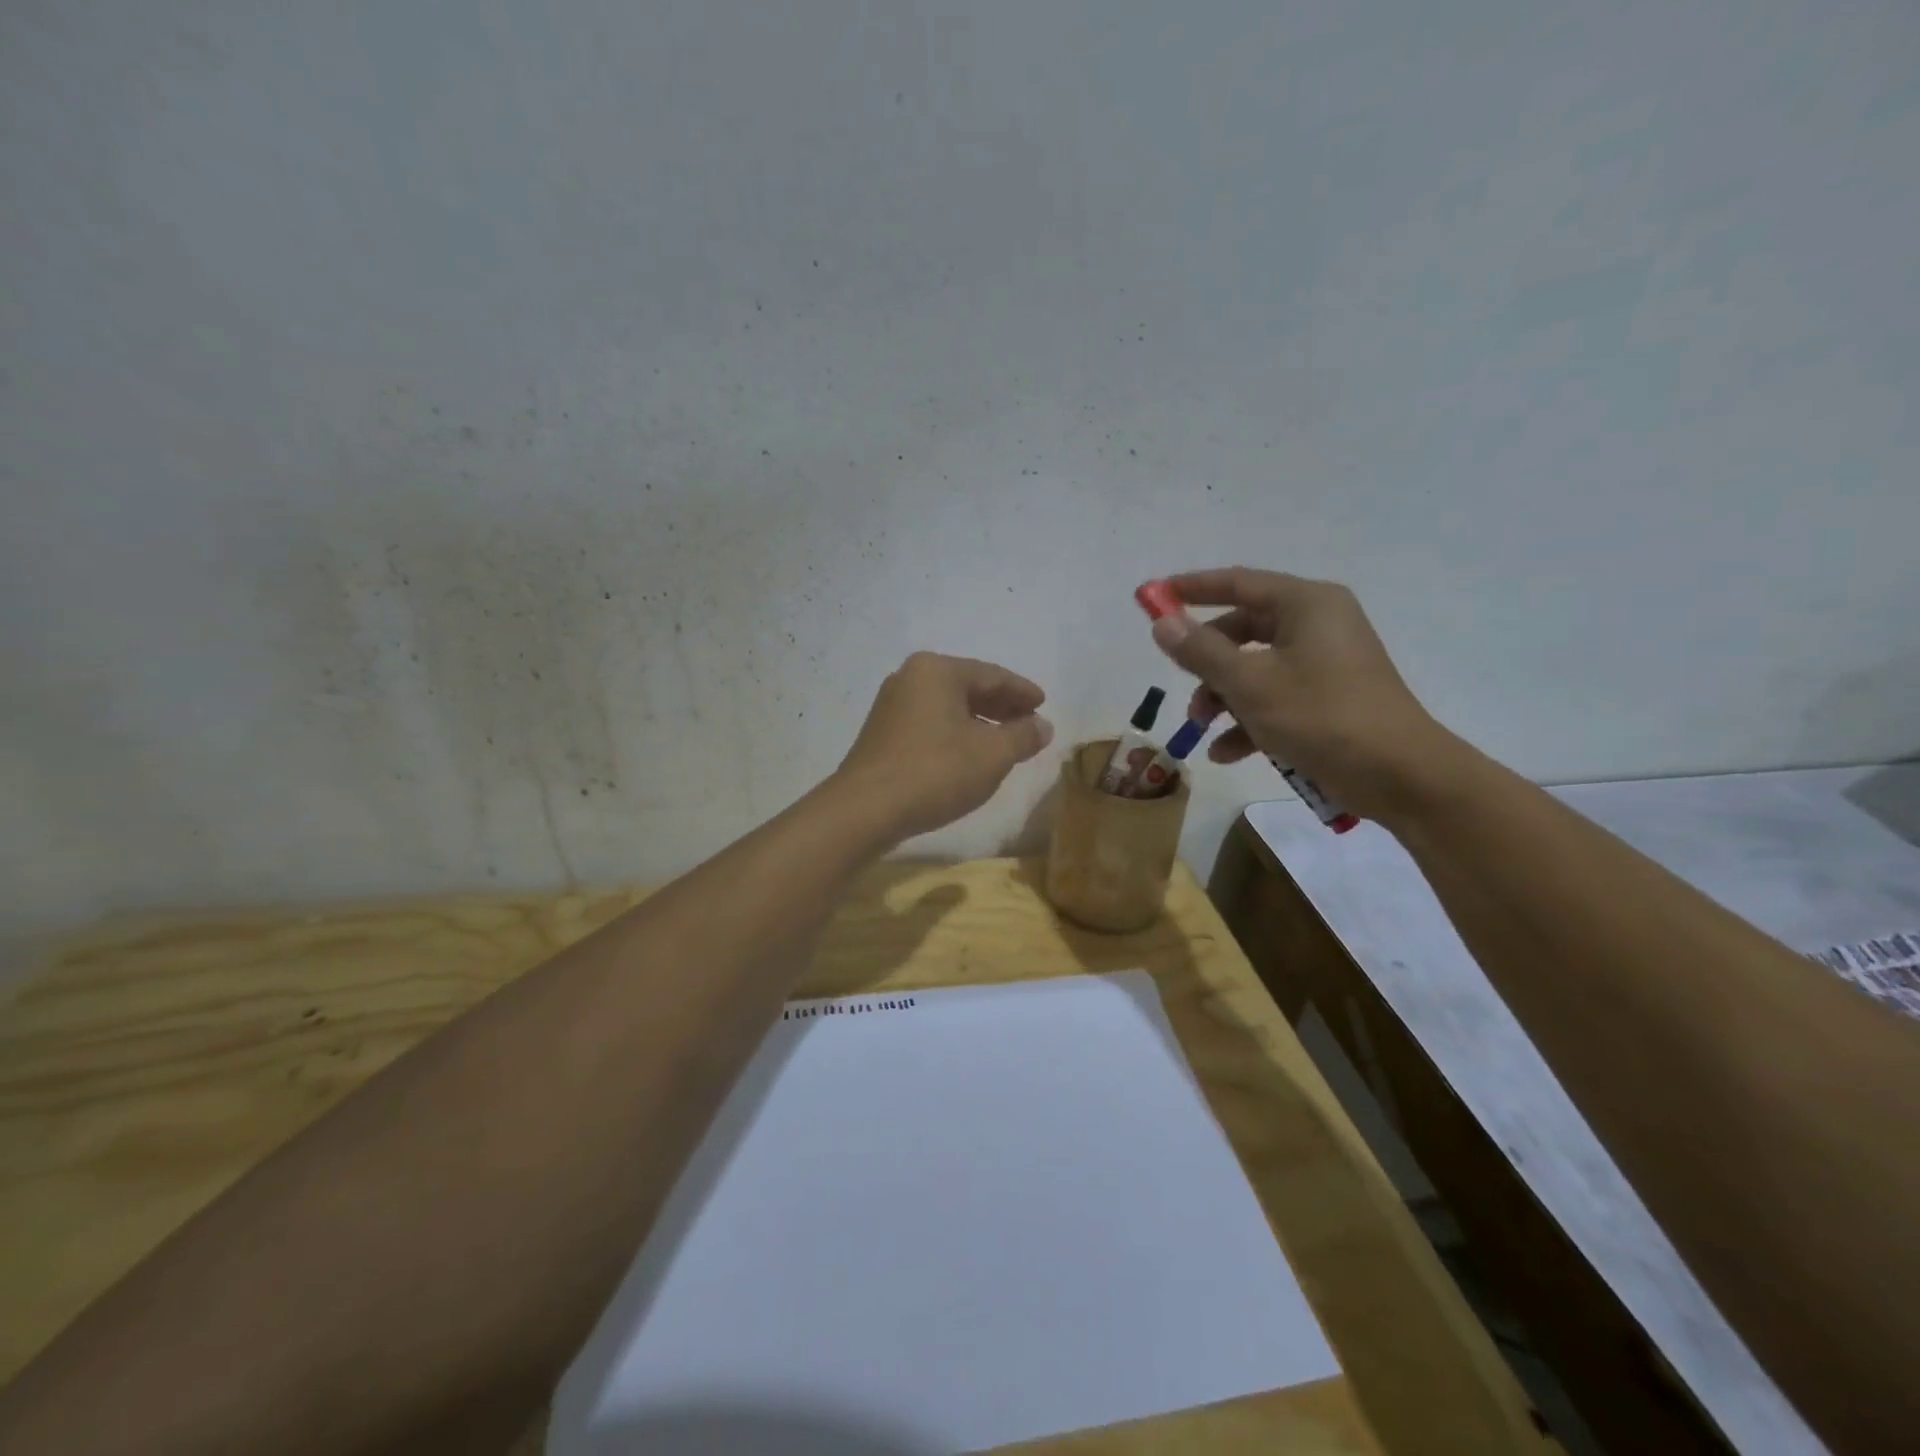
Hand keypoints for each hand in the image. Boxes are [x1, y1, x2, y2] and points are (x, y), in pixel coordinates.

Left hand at [834, 652, 1053, 841]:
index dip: (1022, 691)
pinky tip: (969, 755)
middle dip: (1001, 706)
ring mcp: (891, 705)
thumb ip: (1023, 735)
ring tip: (1005, 742)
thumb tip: (1042, 725)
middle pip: (967, 687)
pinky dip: (955, 733)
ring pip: (948, 707)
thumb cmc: (936, 772)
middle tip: (1029, 723)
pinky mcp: (882, 733)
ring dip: (979, 722)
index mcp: (937, 670)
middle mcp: (910, 678)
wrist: (866, 809)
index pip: (992, 675)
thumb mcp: (993, 755)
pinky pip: (930, 723)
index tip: (1043, 704)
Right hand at [1146, 568, 1456, 823]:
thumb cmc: (1322, 717)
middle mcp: (1318, 623)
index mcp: (1305, 604)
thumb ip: (1201, 651)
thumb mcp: (1250, 684)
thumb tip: (1162, 623)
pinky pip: (1277, 696)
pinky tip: (1227, 753)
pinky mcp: (1331, 696)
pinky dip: (1250, 719)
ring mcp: (1327, 661)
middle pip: (1243, 629)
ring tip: (1201, 730)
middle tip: (1179, 683)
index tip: (1152, 596)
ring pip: (1256, 667)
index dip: (1191, 589)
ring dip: (1223, 697)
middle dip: (1206, 662)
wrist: (1401, 776)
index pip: (1237, 583)